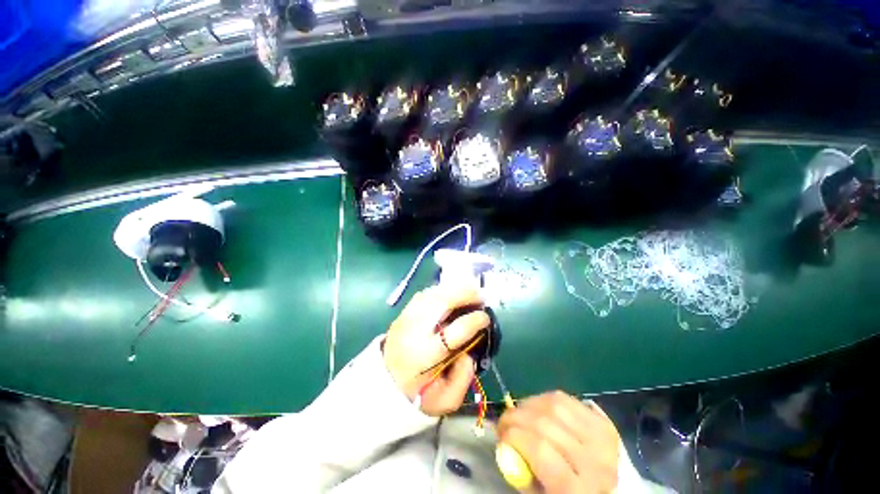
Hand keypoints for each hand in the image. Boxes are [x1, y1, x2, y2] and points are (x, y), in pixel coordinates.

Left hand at [383, 285, 489, 415]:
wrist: (384, 382)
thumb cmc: (417, 393)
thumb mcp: (445, 401)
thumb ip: (463, 378)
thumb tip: (470, 352)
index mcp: (426, 355)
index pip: (455, 332)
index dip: (474, 321)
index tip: (486, 318)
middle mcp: (415, 330)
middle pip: (441, 303)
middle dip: (464, 295)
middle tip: (481, 296)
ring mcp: (406, 317)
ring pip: (432, 294)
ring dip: (454, 289)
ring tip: (470, 291)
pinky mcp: (403, 312)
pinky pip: (424, 294)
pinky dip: (441, 290)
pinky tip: (452, 293)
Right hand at [497, 392, 620, 493]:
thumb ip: (522, 472)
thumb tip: (503, 443)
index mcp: (579, 490)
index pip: (540, 450)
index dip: (514, 437)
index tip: (500, 436)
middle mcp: (595, 461)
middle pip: (545, 424)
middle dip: (515, 417)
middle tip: (504, 422)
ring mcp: (602, 438)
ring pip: (555, 405)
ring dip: (529, 404)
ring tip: (520, 414)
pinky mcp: (604, 422)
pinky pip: (567, 399)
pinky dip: (546, 399)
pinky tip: (538, 408)